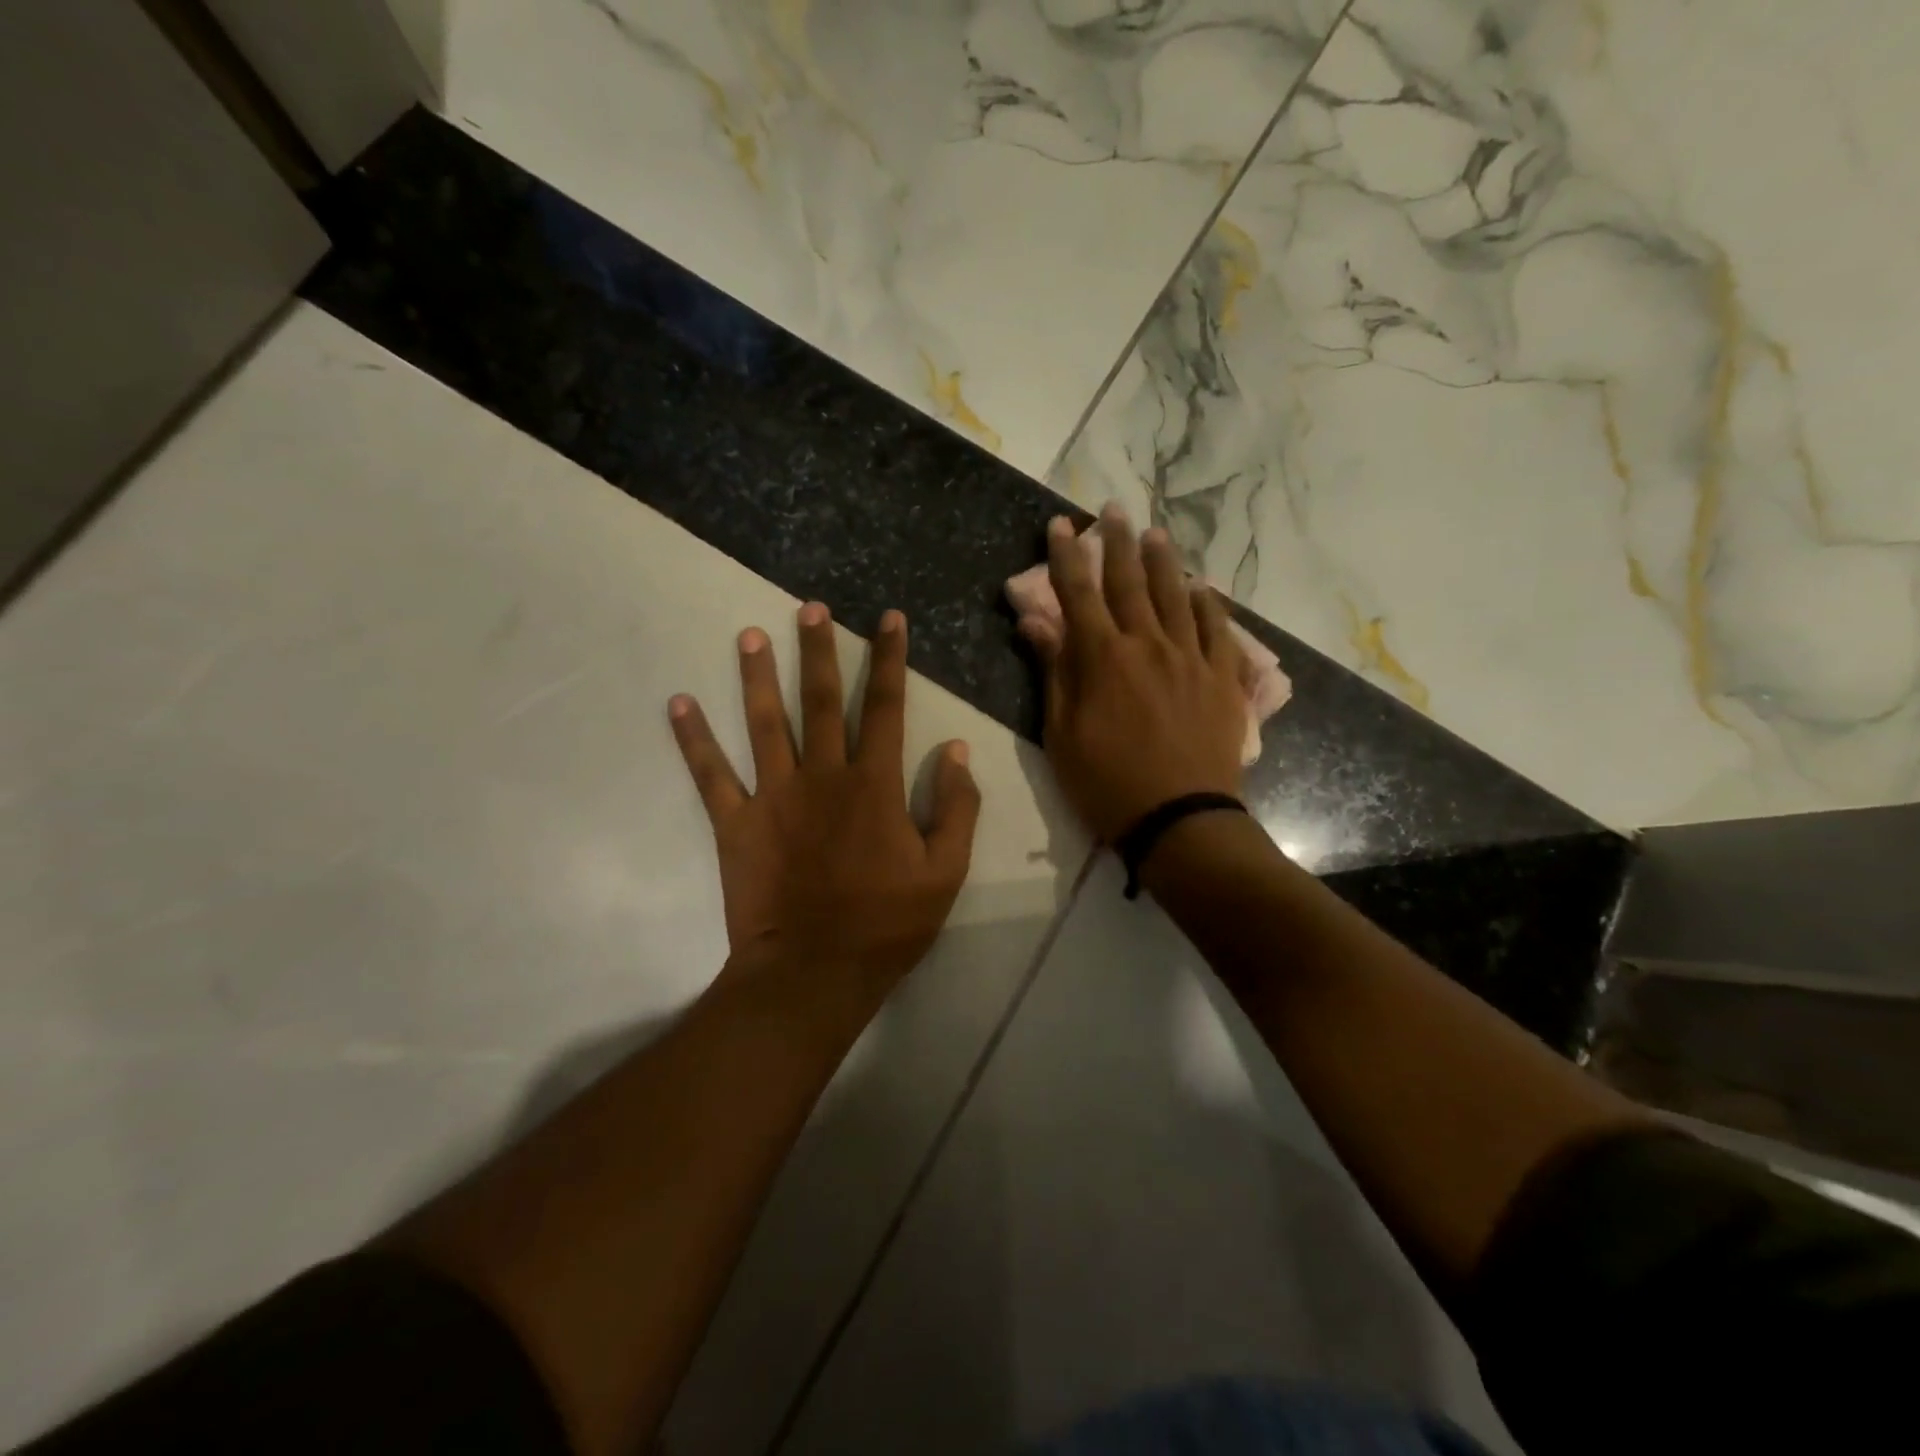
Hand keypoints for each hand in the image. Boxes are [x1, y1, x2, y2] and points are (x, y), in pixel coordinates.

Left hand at [669, 603, 980, 1002]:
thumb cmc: (886, 925)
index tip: (889, 619)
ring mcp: (774, 797)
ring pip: (764, 723)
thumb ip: (957, 807)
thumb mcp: (945, 871)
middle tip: (810, 608)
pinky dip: (693, 739)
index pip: (886, 707)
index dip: (890, 659)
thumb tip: (956, 749)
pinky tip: (679, 704)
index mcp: (874, 785)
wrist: (814, 973)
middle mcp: (822, 776)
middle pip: (822, 700)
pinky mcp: (736, 823)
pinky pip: (711, 775)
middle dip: (819, 650)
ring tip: (750, 635)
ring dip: (758, 676)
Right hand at [1026, 506, 1246, 842]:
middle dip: (1117, 542)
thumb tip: (1034, 621)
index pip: (1078, 593)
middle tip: (1113, 509)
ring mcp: (1192, 659)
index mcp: (1103, 658)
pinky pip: (1218, 630)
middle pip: (1130, 582)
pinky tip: (1203, 588)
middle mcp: (1149, 644)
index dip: (1066, 556)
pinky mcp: (1223, 679)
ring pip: (1176, 596)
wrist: (1179, 819)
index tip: (1059, 525)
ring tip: (1155, 532)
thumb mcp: (1062, 733)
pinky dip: (1208, 604)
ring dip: (1163, 561)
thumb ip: (1053, 671)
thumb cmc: (1107, 783)